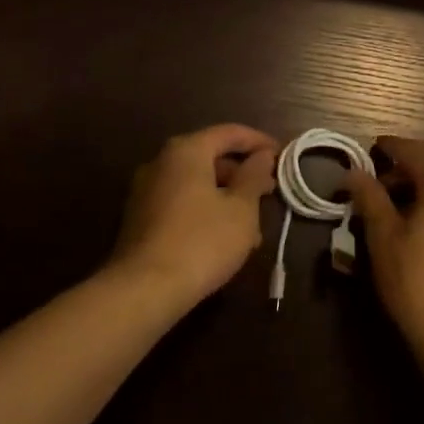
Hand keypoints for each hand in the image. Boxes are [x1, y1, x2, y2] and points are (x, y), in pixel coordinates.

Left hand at [111, 124, 278, 305]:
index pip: (229, 133)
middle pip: (210, 157)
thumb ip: (254, 176)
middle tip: (270, 191)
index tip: (283, 155)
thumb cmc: (202, 241)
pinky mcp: (140, 219)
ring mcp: (146, 191)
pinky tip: (225, 238)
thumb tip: (262, 155)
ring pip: (197, 183)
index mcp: (186, 151)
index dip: (259, 142)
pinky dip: (206, 210)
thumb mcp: (241, 209)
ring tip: (253, 225)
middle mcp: (161, 162)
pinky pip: (182, 202)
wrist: (143, 290)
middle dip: (243, 174)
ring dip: (227, 197)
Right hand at [342, 136, 423, 362]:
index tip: (368, 151)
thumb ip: (369, 197)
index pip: (412, 150)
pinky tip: (422, 226)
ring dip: (423, 189)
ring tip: (395, 212)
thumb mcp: (384, 237)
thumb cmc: (418, 280)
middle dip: (404, 172)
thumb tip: (354, 172)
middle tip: (375, 190)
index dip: (387, 148)